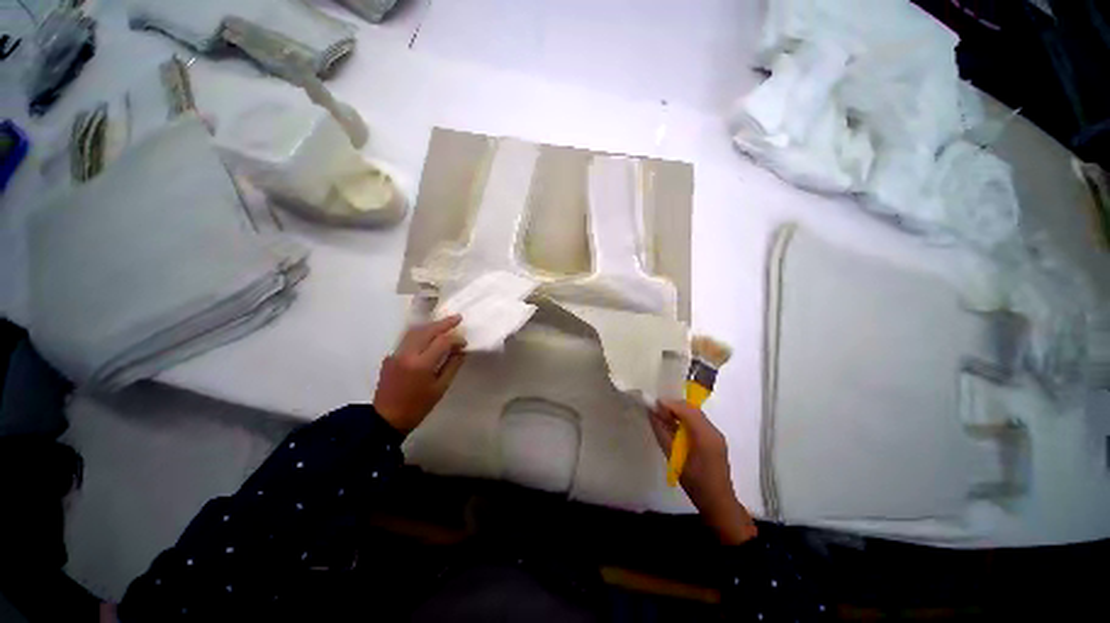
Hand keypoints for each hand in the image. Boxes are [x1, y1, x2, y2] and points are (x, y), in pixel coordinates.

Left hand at [374, 316, 466, 433]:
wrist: (386, 419)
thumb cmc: (418, 406)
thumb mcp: (440, 388)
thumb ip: (452, 366)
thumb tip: (460, 350)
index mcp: (421, 364)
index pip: (442, 341)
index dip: (456, 339)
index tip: (464, 343)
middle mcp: (407, 354)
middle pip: (427, 330)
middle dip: (444, 323)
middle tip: (458, 318)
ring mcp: (396, 353)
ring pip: (414, 331)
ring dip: (431, 325)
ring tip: (444, 323)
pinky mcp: (390, 356)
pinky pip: (406, 339)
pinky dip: (420, 333)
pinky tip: (428, 336)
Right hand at [649, 400, 756, 544]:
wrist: (718, 503)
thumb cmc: (695, 482)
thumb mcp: (674, 458)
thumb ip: (662, 433)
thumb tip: (652, 414)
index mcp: (705, 436)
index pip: (687, 410)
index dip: (670, 404)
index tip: (654, 404)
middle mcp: (713, 431)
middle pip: (692, 409)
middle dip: (674, 406)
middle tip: (657, 410)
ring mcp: (716, 435)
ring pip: (696, 414)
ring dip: (679, 412)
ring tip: (663, 417)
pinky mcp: (715, 439)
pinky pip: (699, 422)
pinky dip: (685, 419)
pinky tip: (675, 426)